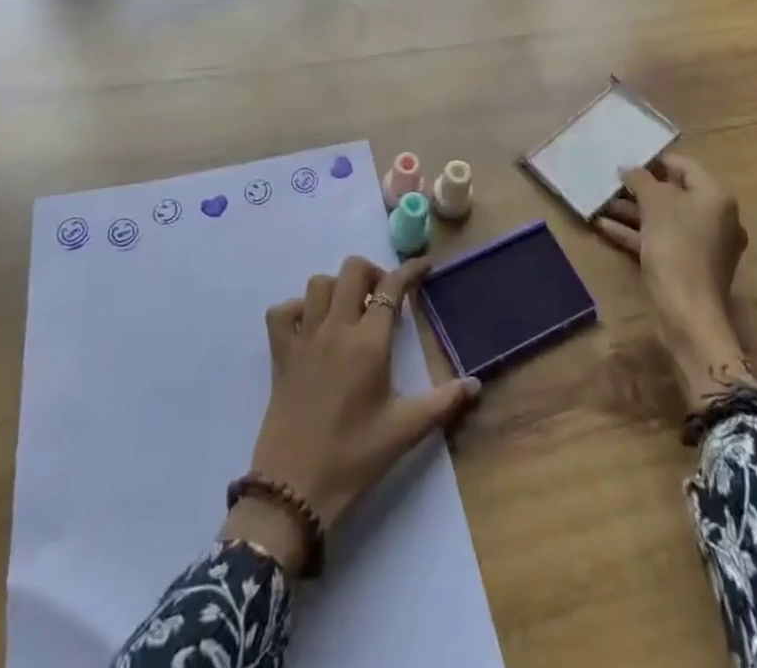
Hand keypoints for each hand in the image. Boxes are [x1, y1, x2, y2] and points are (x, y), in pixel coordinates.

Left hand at [226, 256, 481, 572]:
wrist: (294, 489)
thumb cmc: (354, 458)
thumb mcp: (404, 431)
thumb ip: (443, 403)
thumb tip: (476, 384)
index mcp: (368, 343)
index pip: (391, 288)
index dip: (410, 271)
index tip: (424, 267)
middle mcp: (336, 329)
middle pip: (352, 270)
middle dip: (373, 274)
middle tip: (384, 300)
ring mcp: (304, 338)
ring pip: (318, 284)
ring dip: (338, 288)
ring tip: (351, 312)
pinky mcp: (280, 353)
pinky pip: (282, 311)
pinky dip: (297, 309)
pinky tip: (311, 327)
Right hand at [594, 153, 754, 408]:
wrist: (687, 312)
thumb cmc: (675, 245)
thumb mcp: (654, 203)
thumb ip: (641, 179)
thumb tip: (630, 169)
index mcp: (716, 198)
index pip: (684, 166)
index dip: (655, 160)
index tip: (627, 158)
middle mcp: (715, 219)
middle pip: (673, 194)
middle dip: (639, 189)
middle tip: (610, 181)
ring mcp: (703, 246)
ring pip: (663, 219)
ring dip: (632, 211)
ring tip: (600, 203)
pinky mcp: (687, 267)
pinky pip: (659, 240)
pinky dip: (635, 233)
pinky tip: (604, 226)